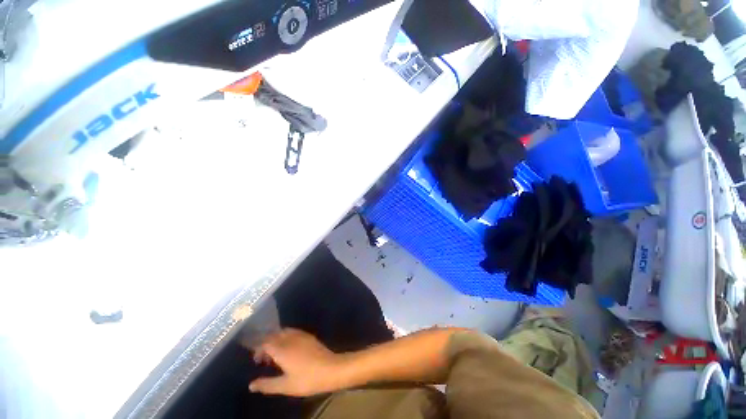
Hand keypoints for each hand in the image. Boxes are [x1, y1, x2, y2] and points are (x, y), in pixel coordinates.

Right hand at [249, 328, 343, 396]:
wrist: (331, 369)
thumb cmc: (307, 379)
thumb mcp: (285, 386)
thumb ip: (267, 385)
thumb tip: (251, 385)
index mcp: (282, 349)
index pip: (265, 342)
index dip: (258, 349)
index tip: (257, 361)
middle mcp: (290, 338)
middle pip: (274, 335)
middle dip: (266, 344)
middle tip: (265, 359)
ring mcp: (301, 335)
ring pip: (284, 332)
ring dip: (276, 340)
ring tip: (276, 355)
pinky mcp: (309, 336)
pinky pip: (293, 332)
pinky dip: (286, 338)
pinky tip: (289, 350)